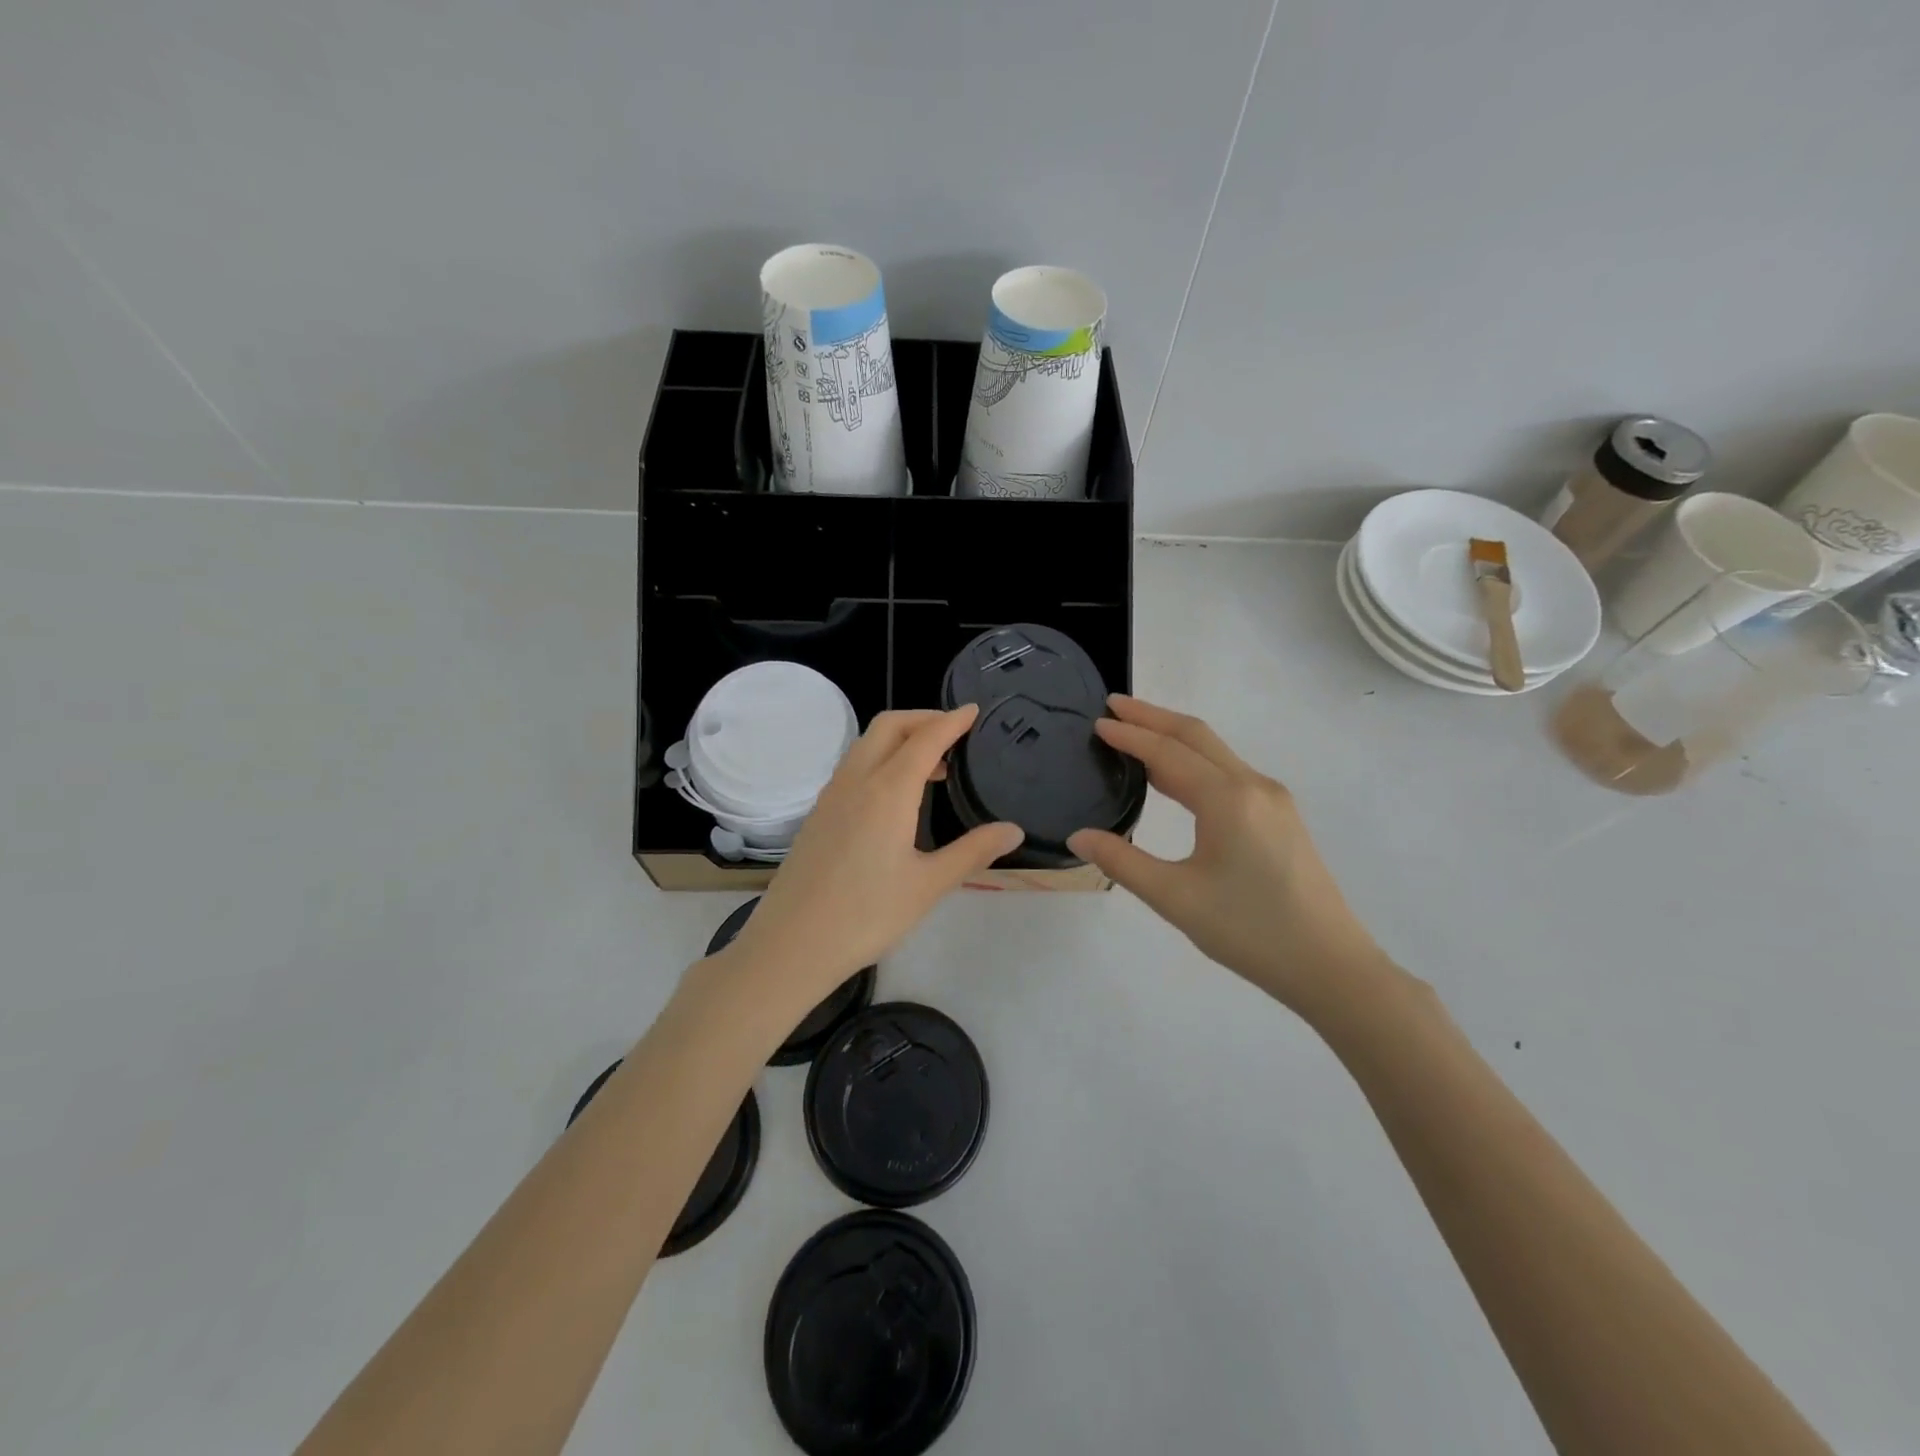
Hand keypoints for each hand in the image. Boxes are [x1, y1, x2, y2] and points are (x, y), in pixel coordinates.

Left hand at [720, 707, 1023, 1006]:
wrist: (792, 943)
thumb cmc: (866, 915)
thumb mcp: (928, 885)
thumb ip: (973, 852)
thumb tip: (1013, 830)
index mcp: (888, 791)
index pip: (925, 739)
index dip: (952, 721)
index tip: (974, 711)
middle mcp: (856, 781)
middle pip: (889, 727)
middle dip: (923, 719)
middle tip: (955, 734)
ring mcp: (831, 795)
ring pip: (867, 745)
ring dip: (900, 740)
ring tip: (932, 767)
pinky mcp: (818, 813)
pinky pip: (853, 767)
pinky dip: (880, 759)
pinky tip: (895, 796)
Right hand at [1068, 696, 1386, 1016]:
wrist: (1331, 966)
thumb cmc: (1250, 931)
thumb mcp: (1175, 899)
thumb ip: (1122, 862)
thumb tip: (1078, 837)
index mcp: (1227, 799)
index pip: (1168, 753)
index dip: (1130, 735)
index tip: (1097, 722)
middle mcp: (1253, 786)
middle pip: (1197, 736)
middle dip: (1153, 716)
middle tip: (1113, 705)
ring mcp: (1273, 799)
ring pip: (1216, 752)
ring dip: (1175, 736)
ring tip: (1136, 731)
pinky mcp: (1281, 817)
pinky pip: (1230, 771)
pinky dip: (1195, 760)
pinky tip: (1176, 776)